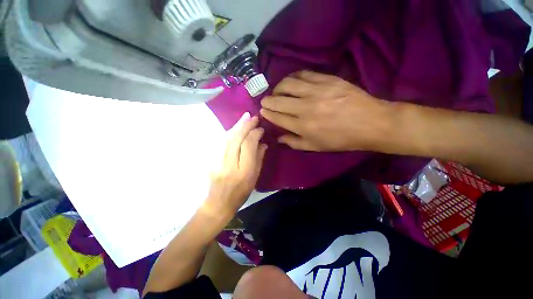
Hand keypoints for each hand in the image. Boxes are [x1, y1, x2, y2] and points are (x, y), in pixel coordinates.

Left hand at [202, 113, 266, 218]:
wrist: (218, 202)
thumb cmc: (241, 193)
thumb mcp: (254, 178)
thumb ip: (259, 159)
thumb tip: (263, 143)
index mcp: (244, 171)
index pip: (248, 146)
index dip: (255, 134)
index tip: (261, 129)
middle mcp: (230, 164)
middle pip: (236, 139)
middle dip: (246, 125)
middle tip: (253, 117)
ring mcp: (218, 161)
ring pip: (227, 138)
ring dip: (237, 126)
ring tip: (245, 117)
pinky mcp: (211, 159)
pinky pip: (221, 142)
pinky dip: (229, 133)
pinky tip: (235, 128)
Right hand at [260, 71, 392, 151]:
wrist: (370, 123)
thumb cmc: (341, 139)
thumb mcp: (316, 147)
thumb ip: (294, 142)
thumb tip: (278, 137)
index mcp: (303, 127)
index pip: (277, 117)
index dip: (267, 113)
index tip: (262, 111)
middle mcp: (305, 108)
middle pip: (279, 101)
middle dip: (268, 100)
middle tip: (265, 100)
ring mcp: (316, 91)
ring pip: (288, 84)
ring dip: (278, 87)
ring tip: (277, 90)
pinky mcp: (327, 80)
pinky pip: (304, 74)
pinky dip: (293, 77)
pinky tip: (292, 81)